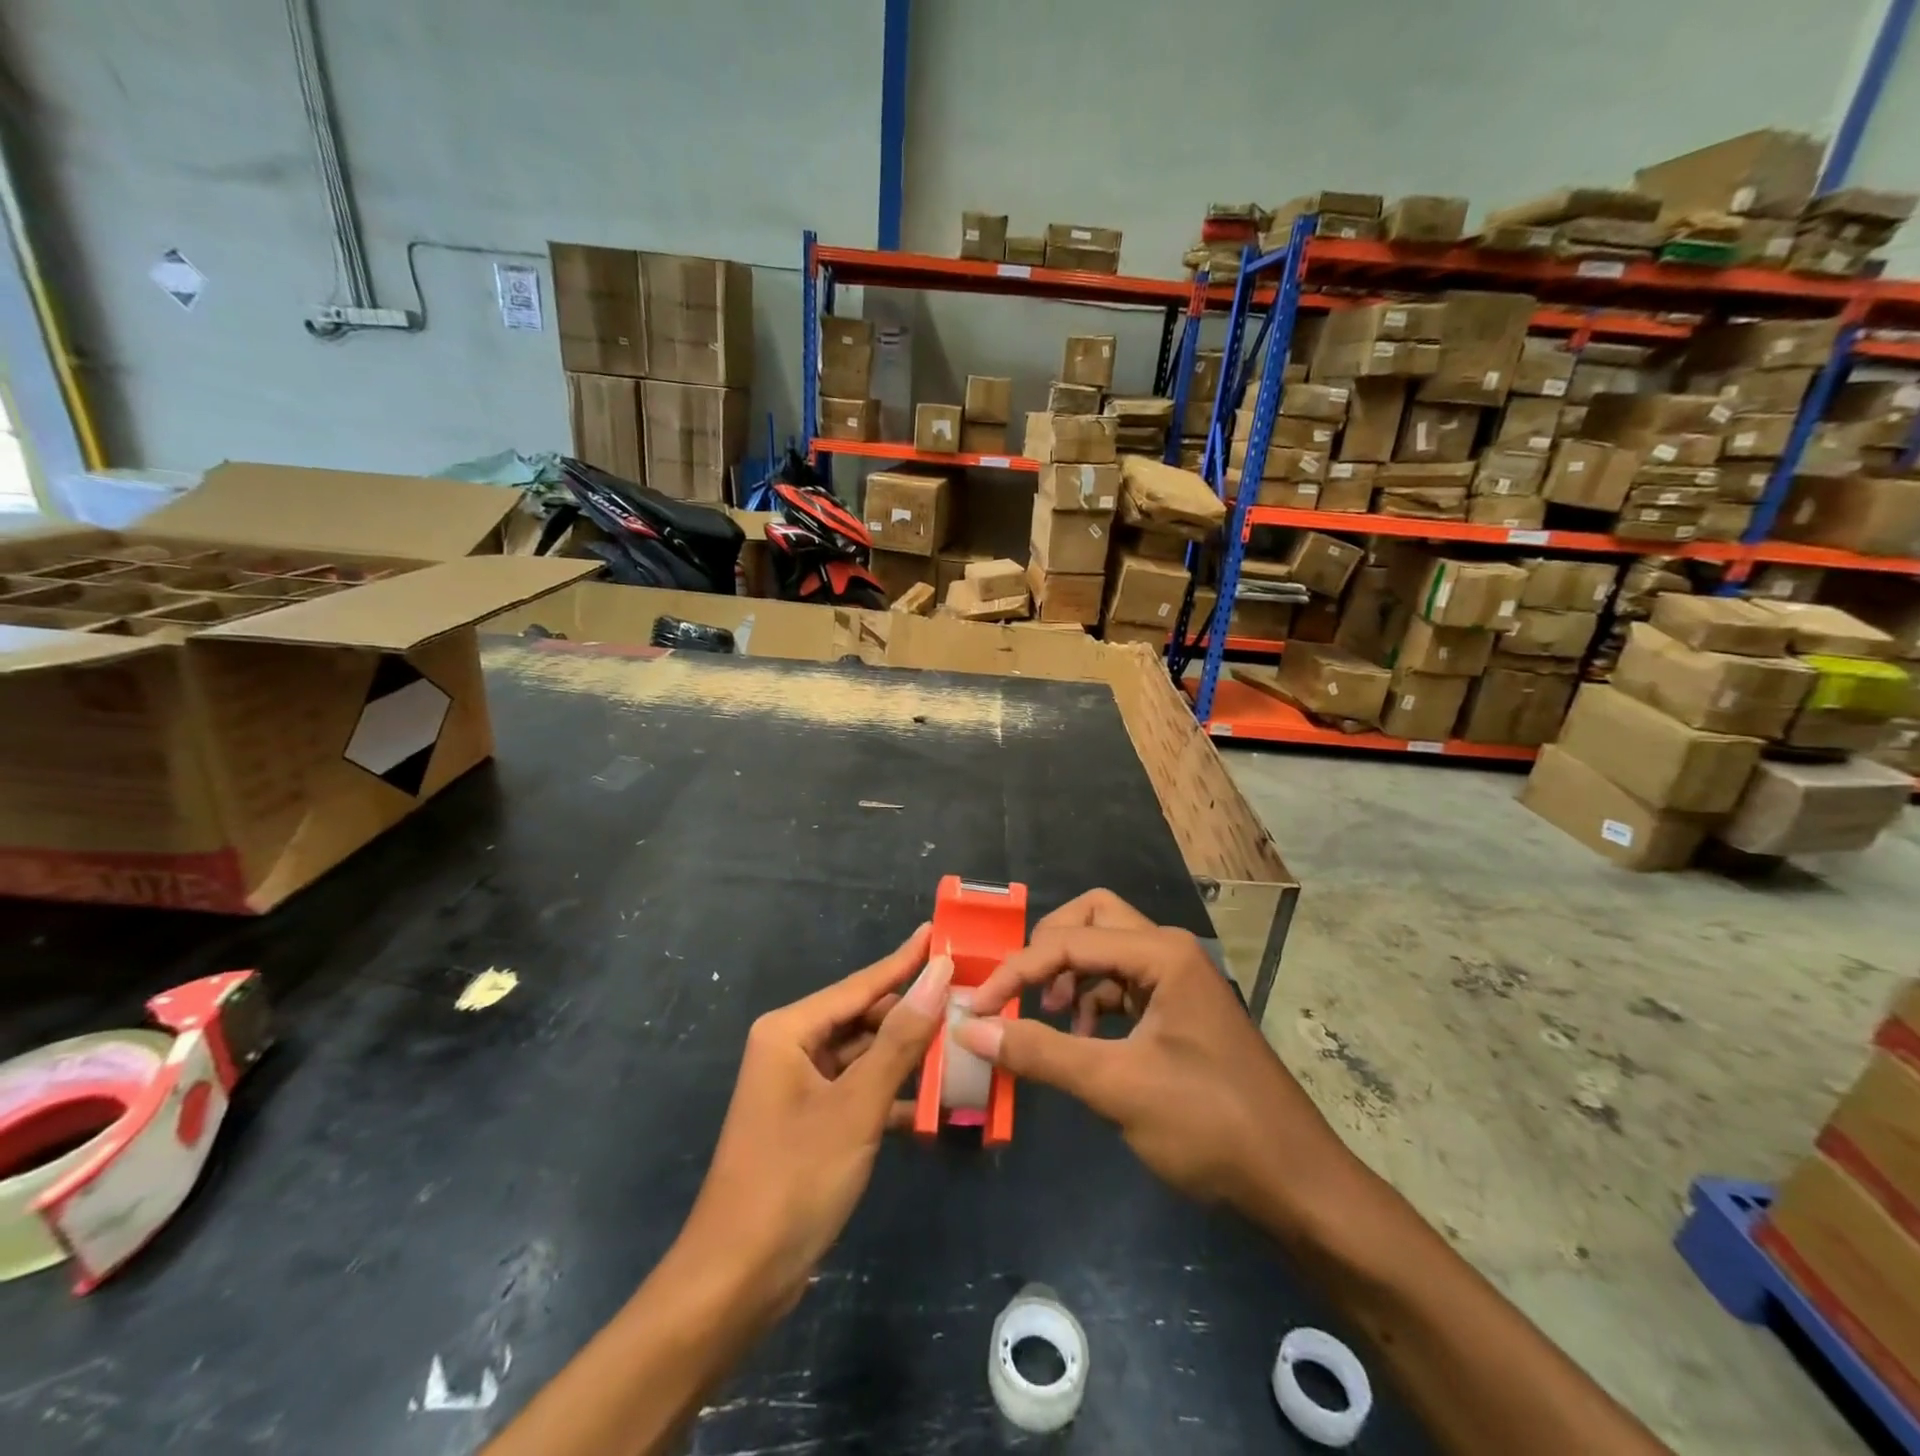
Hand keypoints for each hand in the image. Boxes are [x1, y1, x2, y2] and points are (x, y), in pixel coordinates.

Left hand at [686, 924, 951, 1316]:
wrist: (736, 1281)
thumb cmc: (794, 1179)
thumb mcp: (857, 1104)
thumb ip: (901, 1038)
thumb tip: (939, 972)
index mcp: (790, 1031)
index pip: (861, 984)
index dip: (904, 960)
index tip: (939, 933)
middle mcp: (792, 1049)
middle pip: (863, 1017)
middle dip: (912, 1012)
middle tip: (966, 995)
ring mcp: (800, 1088)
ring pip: (864, 1056)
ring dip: (907, 1056)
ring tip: (961, 1040)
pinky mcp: (810, 1124)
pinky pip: (858, 1092)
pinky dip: (892, 1095)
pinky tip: (934, 1101)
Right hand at [954, 891, 1348, 1220]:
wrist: (1296, 1183)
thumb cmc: (1210, 1125)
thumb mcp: (1116, 1086)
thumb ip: (1040, 1052)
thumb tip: (969, 1028)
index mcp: (1161, 953)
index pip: (1068, 941)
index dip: (1016, 971)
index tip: (975, 1008)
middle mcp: (1169, 951)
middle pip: (1092, 919)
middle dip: (1048, 948)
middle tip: (1021, 992)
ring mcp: (1178, 980)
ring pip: (1106, 949)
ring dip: (1069, 974)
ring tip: (1050, 1019)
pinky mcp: (1178, 1010)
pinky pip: (1122, 983)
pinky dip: (1092, 1000)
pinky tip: (1082, 1038)